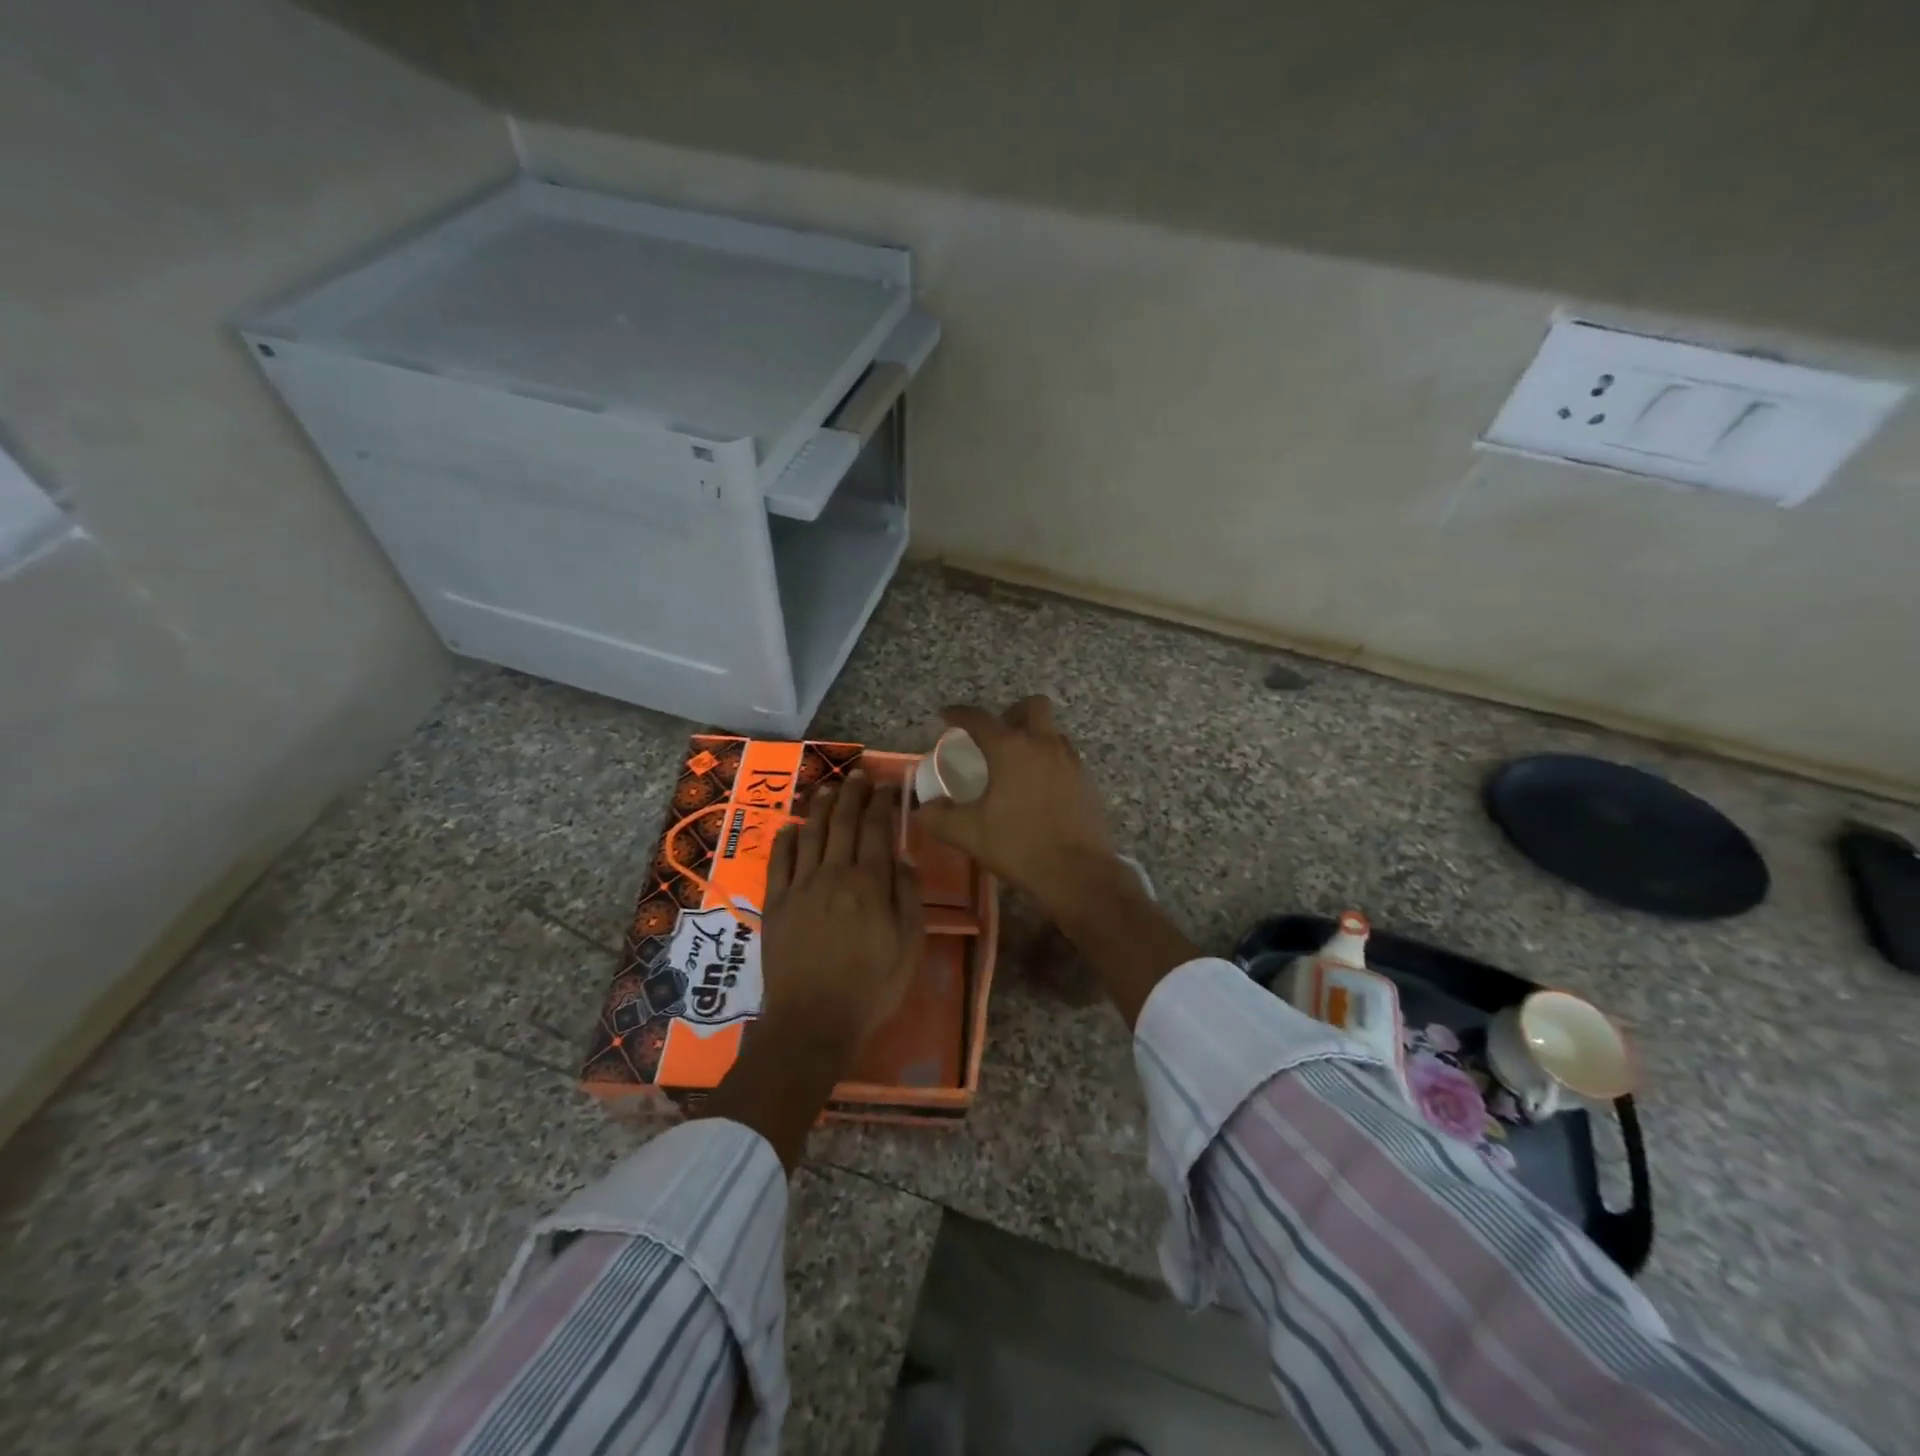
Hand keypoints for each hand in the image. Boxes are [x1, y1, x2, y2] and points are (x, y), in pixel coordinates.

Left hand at [762, 771, 924, 1055]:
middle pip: (844, 823)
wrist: (813, 1021)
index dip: (883, 803)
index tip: (889, 785)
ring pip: (811, 833)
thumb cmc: (872, 986)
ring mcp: (801, 886)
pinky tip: (791, 826)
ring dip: (821, 806)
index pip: (878, 830)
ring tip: (829, 787)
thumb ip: (907, 896)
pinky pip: (779, 860)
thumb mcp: (909, 945)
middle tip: (859, 775)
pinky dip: (786, 838)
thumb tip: (902, 857)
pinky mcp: (776, 902)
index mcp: (870, 883)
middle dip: (853, 794)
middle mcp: (834, 874)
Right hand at [918, 696, 1196, 1027]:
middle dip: (1011, 713)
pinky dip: (1050, 762)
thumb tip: (923, 809)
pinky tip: (1039, 790)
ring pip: (1052, 732)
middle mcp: (1044, 744)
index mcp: (1011, 748)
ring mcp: (1071, 762)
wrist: (1077, 873)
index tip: (947, 716)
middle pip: (1032, 707)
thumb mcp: (968, 834)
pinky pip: (1066, 758)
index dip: (959, 714)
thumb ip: (939, 817)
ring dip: (1034, 737)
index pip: (979, 718)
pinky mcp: (1087, 782)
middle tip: (996, 736)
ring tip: (1017, 764)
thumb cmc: (1018, 846)